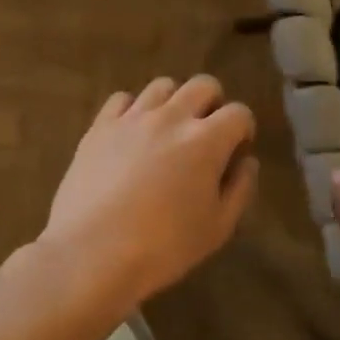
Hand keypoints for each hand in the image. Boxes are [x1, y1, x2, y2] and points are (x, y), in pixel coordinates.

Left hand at [39, 75, 258, 307]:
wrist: (92, 253)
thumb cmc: (164, 247)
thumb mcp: (218, 228)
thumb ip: (239, 189)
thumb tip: (247, 162)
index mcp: (207, 140)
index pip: (239, 113)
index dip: (243, 129)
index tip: (237, 150)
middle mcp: (171, 117)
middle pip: (203, 85)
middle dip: (213, 104)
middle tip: (206, 133)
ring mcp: (132, 118)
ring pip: (162, 86)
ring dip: (174, 102)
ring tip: (168, 130)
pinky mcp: (99, 127)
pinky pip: (122, 99)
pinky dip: (133, 109)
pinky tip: (132, 133)